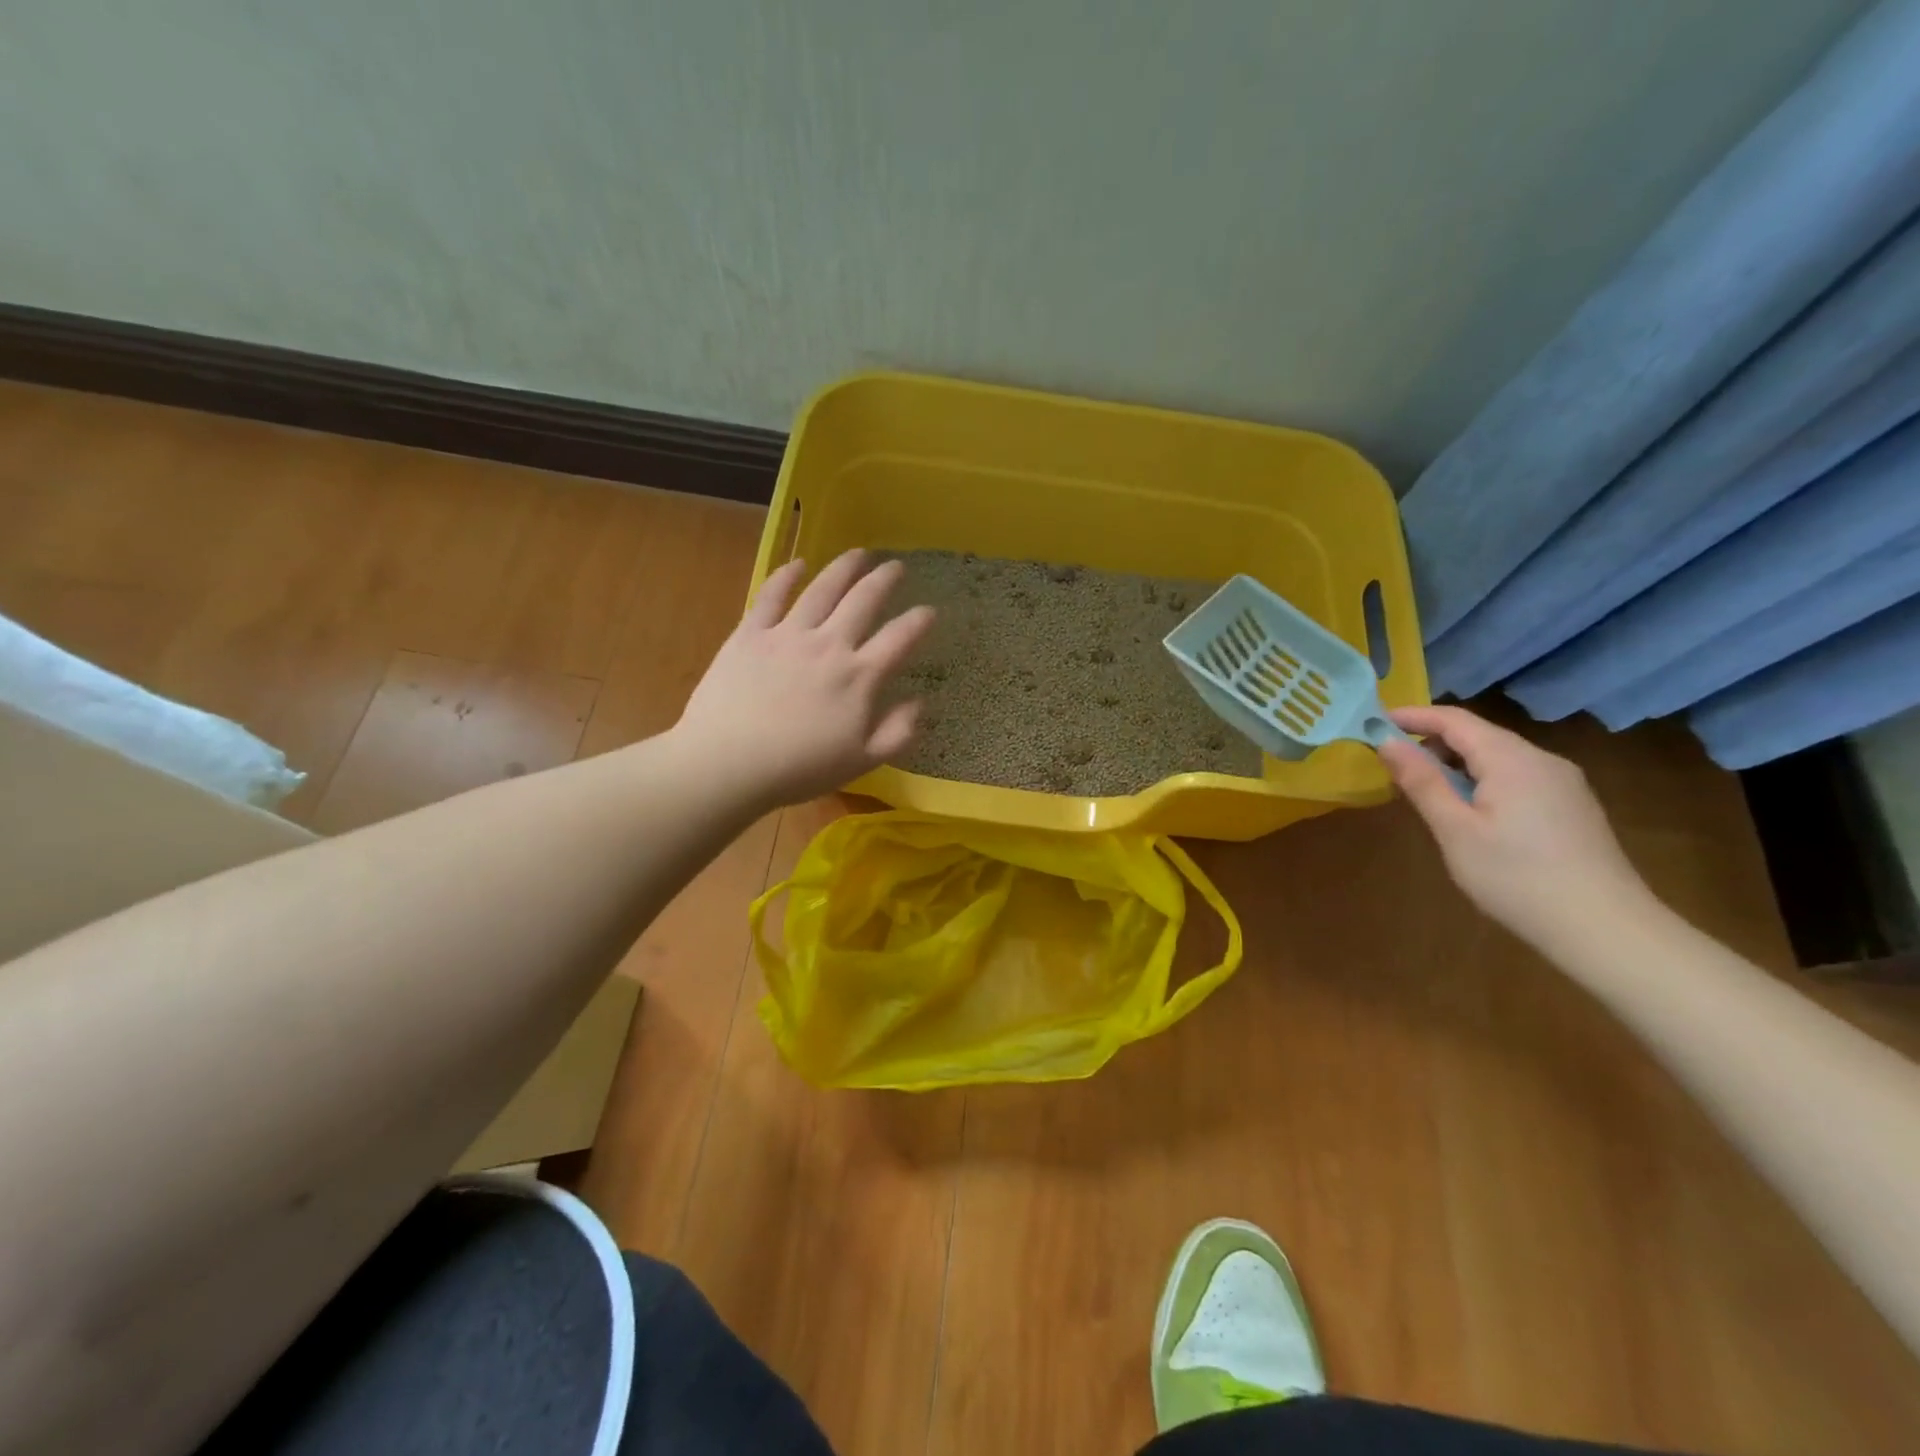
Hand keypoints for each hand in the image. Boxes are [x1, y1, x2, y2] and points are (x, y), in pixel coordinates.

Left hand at [675, 551, 934, 809]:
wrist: (728, 763)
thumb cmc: (799, 768)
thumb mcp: (862, 761)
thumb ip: (898, 732)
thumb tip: (919, 702)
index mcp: (860, 677)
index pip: (899, 639)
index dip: (919, 622)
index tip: (930, 610)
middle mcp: (829, 645)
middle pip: (864, 601)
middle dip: (884, 580)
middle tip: (896, 566)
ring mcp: (788, 635)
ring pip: (822, 590)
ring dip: (844, 568)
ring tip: (859, 553)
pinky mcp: (750, 634)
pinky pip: (771, 596)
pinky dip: (786, 576)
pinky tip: (797, 564)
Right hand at [1378, 705, 1654, 950]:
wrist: (1606, 930)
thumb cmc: (1517, 877)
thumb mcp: (1455, 830)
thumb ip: (1422, 782)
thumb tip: (1388, 743)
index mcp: (1512, 760)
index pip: (1455, 720)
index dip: (1413, 716)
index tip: (1374, 722)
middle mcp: (1542, 761)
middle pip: (1479, 736)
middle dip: (1432, 742)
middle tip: (1392, 764)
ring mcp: (1563, 784)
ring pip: (1499, 758)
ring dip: (1456, 764)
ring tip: (1425, 791)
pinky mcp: (1572, 807)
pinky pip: (1517, 777)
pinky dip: (1482, 781)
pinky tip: (1470, 812)